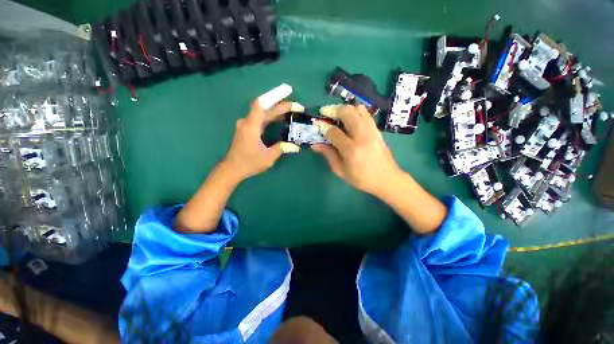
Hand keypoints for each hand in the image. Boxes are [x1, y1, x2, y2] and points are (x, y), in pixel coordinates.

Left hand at [223, 96, 300, 182]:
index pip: (261, 104)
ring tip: (292, 110)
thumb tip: (295, 146)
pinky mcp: (248, 129)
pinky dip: (272, 117)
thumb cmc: (249, 163)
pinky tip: (280, 118)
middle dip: (282, 105)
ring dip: (277, 110)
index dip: (274, 95)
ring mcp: (247, 125)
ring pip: (264, 113)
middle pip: (265, 108)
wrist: (232, 169)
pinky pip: (261, 119)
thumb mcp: (268, 157)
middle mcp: (248, 122)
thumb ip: (282, 148)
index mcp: (251, 126)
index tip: (287, 91)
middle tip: (298, 106)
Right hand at [311, 105, 401, 195]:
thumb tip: (315, 144)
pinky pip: (365, 114)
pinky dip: (355, 111)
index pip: (334, 132)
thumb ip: (328, 155)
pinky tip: (349, 118)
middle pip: (347, 113)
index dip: (323, 127)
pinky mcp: (377, 130)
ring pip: (358, 109)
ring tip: (336, 114)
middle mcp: (362, 137)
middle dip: (333, 110)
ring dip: (344, 109)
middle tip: (325, 112)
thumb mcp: (341, 170)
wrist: (387, 179)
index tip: (317, 126)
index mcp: (351, 150)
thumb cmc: (361, 179)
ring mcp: (372, 131)